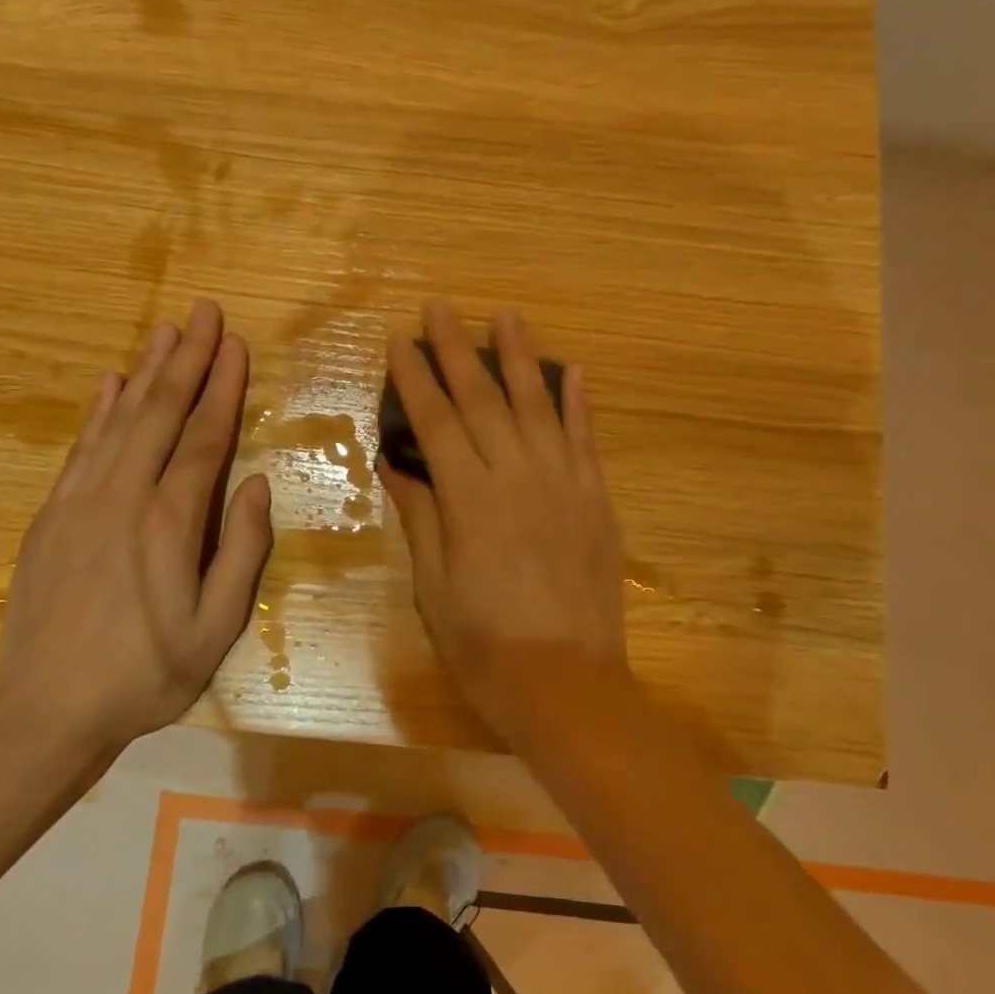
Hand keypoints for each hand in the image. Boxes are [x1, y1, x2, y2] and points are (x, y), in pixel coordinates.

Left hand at [0, 299, 271, 754]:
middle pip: (160, 413)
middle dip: (186, 359)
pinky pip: (80, 448)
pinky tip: (110, 384)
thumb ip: (241, 551)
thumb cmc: (147, 675)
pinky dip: (98, 411)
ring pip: (118, 420)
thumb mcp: (216, 628)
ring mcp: (79, 502)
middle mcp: (122, 497)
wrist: (48, 712)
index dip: (223, 388)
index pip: (204, 438)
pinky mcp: (50, 516)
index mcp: (169, 523)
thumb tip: (254, 483)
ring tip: (166, 331)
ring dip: (145, 372)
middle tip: (204, 312)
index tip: (235, 345)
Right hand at [380, 301, 629, 744]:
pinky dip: (579, 402)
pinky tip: (573, 371)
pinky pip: (586, 439)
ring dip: (521, 358)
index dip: (415, 378)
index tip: (399, 340)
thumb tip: (397, 466)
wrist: (568, 687)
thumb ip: (421, 518)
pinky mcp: (597, 501)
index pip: (436, 421)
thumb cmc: (485, 647)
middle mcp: (518, 476)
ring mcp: (565, 484)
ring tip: (507, 316)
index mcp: (470, 499)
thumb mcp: (435, 587)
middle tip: (441, 307)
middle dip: (459, 349)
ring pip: (538, 406)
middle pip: (483, 399)